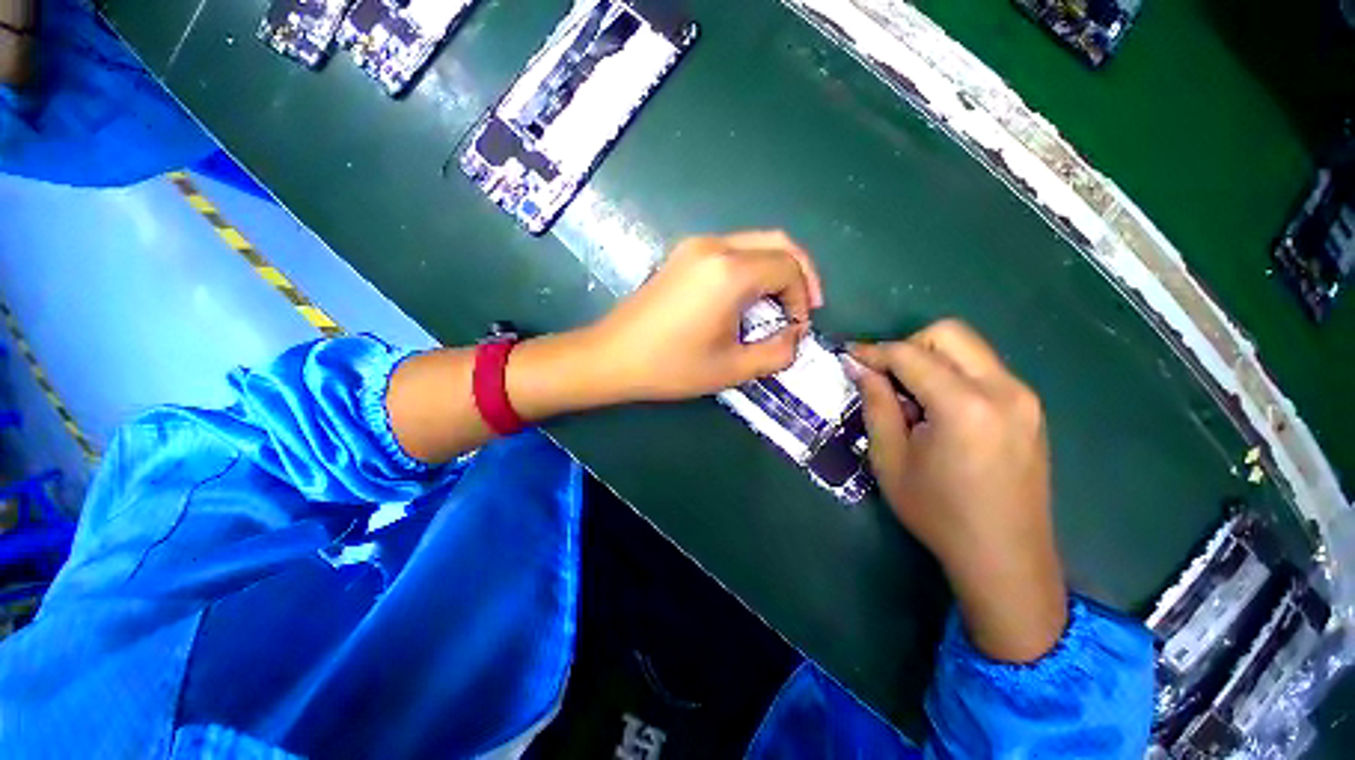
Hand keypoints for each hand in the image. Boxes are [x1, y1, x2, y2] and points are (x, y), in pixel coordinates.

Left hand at [588, 231, 823, 401]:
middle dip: (800, 273)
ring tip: (778, 306)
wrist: (611, 356)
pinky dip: (751, 269)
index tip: (797, 329)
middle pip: (777, 243)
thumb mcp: (731, 368)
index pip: (789, 268)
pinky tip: (747, 298)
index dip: (803, 297)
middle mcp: (715, 246)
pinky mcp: (682, 255)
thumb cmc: (671, 366)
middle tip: (803, 308)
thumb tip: (796, 337)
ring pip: (754, 243)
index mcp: (730, 272)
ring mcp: (694, 246)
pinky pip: (731, 250)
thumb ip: (776, 353)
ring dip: (775, 270)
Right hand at [850, 320, 1065, 661]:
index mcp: (964, 406)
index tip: (849, 357)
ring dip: (931, 360)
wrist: (1006, 558)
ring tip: (911, 398)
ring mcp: (1024, 398)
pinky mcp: (1031, 409)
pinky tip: (939, 410)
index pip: (910, 354)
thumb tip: (860, 368)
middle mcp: (1003, 390)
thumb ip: (876, 405)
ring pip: (969, 348)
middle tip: (886, 378)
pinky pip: (984, 369)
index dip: (873, 351)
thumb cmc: (939, 514)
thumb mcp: (890, 460)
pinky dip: (953, 374)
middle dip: (908, 346)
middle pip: (949, 333)